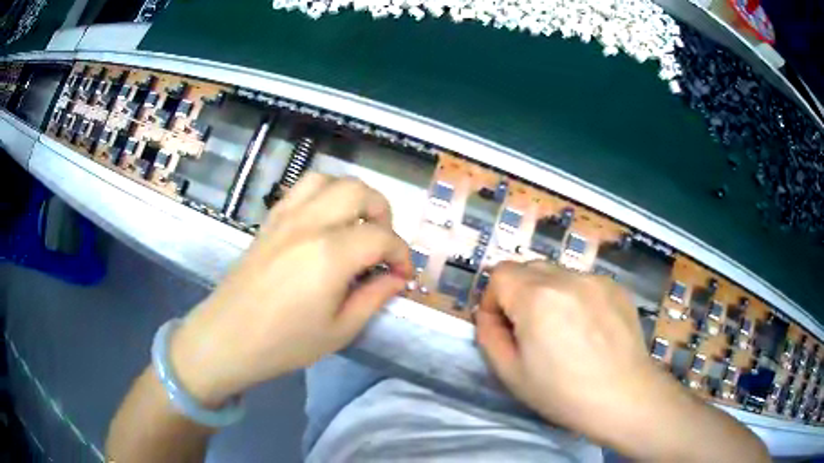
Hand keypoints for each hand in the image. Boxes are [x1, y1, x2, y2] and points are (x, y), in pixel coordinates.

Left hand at [169, 174, 412, 405]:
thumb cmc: (285, 343)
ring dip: (352, 196)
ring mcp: (286, 217)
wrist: (228, 337)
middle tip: (382, 244)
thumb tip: (396, 278)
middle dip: (382, 212)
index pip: (382, 237)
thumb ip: (374, 298)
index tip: (403, 275)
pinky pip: (301, 188)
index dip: (401, 254)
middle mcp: (310, 224)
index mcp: (331, 254)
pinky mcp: (270, 220)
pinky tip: (324, 221)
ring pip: (329, 180)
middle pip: (359, 191)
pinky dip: (323, 194)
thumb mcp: (339, 330)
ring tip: (355, 224)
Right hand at [476, 260, 658, 435]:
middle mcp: (567, 278)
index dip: (493, 299)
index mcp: (537, 297)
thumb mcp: (510, 373)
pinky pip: (584, 282)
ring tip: (563, 329)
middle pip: (528, 268)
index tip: (503, 326)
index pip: (500, 273)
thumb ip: (488, 336)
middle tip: (530, 329)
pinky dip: (576, 297)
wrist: (624, 397)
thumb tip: (488, 314)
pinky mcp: (616, 287)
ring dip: (548, 293)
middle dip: (519, 293)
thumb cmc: (563, 393)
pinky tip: (589, 328)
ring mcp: (596, 279)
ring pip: (557, 273)